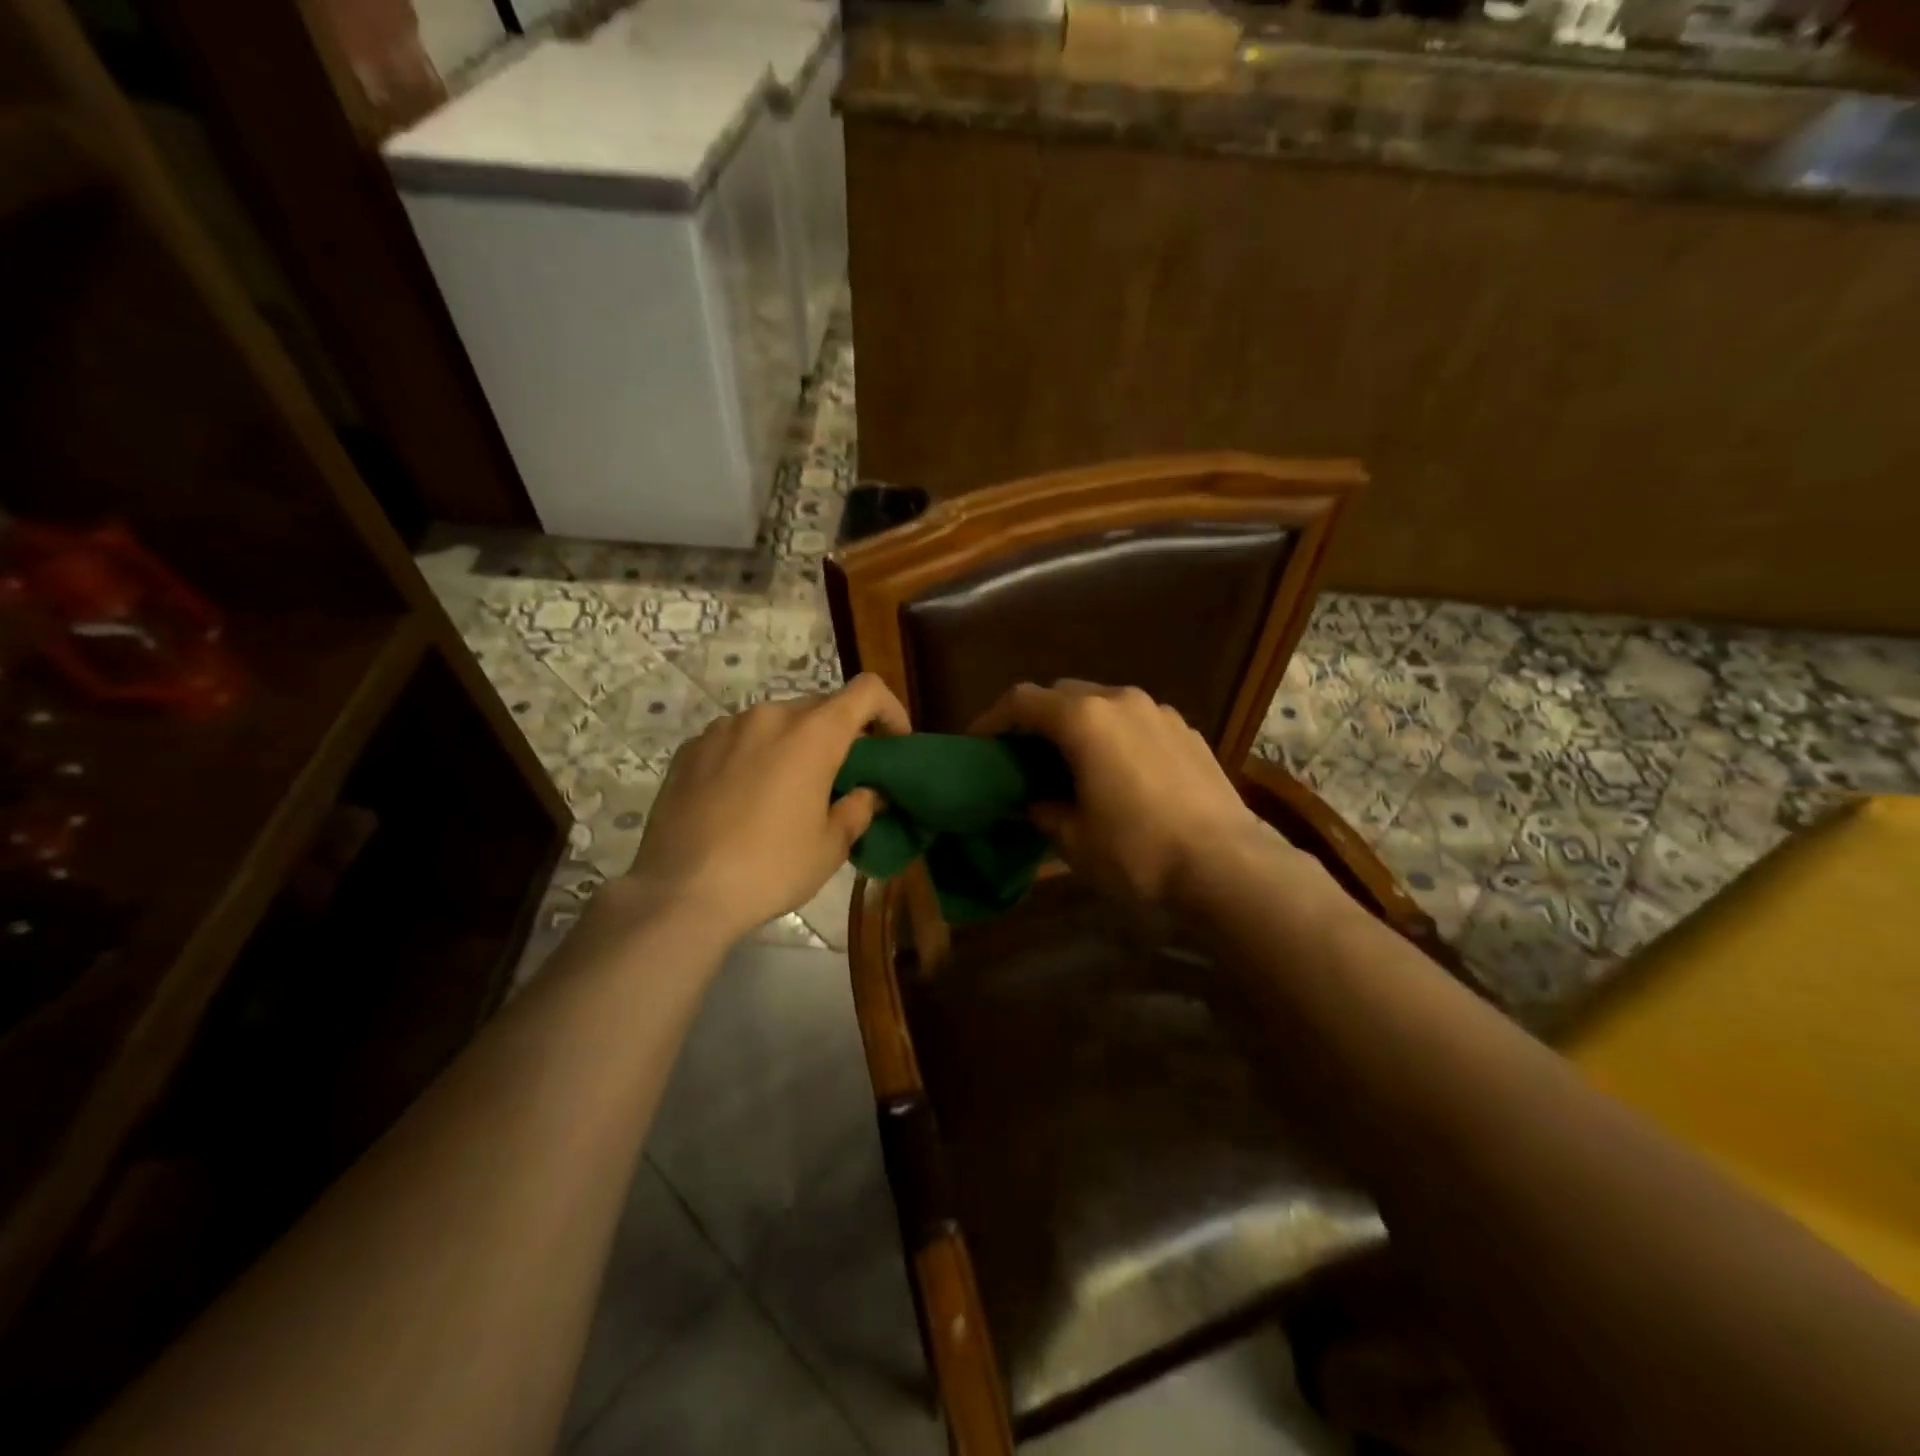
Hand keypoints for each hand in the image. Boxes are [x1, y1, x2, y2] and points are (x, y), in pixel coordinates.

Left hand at [622, 674, 909, 944]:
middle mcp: (769, 716)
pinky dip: (753, 755)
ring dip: (792, 744)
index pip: (866, 691)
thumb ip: (858, 808)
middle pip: (820, 707)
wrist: (681, 892)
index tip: (893, 744)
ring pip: (774, 723)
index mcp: (813, 734)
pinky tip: (743, 798)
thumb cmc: (770, 868)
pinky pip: (736, 739)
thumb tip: (869, 792)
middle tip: (841, 777)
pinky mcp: (690, 749)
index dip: (889, 710)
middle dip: (839, 735)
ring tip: (787, 790)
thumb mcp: (830, 847)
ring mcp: (723, 729)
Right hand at [971, 680, 1277, 910]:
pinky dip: (1114, 735)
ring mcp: (1160, 712)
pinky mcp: (1187, 732)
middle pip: (1063, 694)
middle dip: (1036, 719)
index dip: (992, 719)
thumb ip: (1042, 809)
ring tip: (1071, 762)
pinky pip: (1136, 721)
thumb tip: (1031, 801)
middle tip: (1023, 755)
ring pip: (1103, 703)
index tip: (978, 744)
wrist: (1228, 867)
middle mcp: (1121, 701)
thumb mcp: (1073, 840)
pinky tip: (1119, 771)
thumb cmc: (1137, 853)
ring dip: (1078, 724)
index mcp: (1084, 719)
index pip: (1022, 701)